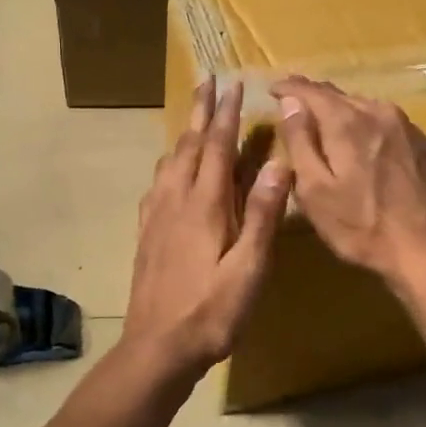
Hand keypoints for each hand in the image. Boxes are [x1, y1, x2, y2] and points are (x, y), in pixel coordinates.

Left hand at [122, 80, 291, 382]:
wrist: (158, 346)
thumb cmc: (212, 311)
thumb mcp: (249, 268)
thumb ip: (262, 215)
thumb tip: (279, 164)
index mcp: (204, 205)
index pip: (217, 147)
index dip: (226, 114)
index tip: (232, 84)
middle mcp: (175, 200)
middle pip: (188, 145)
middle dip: (200, 112)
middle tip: (206, 81)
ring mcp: (156, 216)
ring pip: (169, 162)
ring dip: (183, 133)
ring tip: (193, 118)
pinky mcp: (146, 232)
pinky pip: (157, 183)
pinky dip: (168, 163)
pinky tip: (169, 171)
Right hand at [272, 76, 425, 286]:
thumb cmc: (360, 226)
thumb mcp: (314, 190)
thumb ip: (299, 142)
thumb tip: (289, 103)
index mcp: (347, 122)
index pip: (310, 91)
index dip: (288, 87)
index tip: (273, 89)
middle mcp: (380, 113)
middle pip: (341, 96)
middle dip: (316, 99)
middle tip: (297, 106)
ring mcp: (410, 129)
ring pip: (369, 110)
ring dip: (347, 115)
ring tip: (332, 127)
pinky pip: (393, 130)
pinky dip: (375, 134)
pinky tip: (372, 152)